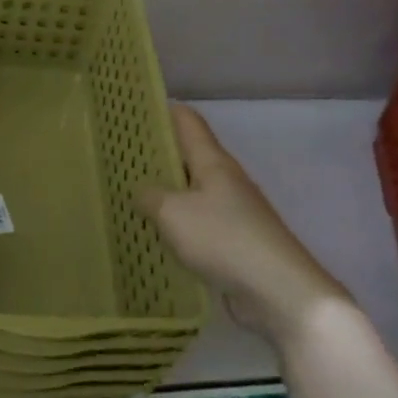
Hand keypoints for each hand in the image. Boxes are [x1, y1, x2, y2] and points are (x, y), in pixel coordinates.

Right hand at [137, 105, 350, 338]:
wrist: (277, 290)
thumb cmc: (223, 238)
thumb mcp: (173, 213)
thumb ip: (150, 196)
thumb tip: (142, 190)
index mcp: (214, 162)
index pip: (188, 122)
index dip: (164, 110)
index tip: (135, 107)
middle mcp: (225, 180)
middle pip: (189, 156)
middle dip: (158, 153)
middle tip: (120, 154)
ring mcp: (233, 212)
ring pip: (192, 192)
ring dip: (166, 191)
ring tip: (130, 193)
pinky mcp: (234, 242)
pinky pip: (198, 223)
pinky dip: (177, 223)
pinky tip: (156, 233)